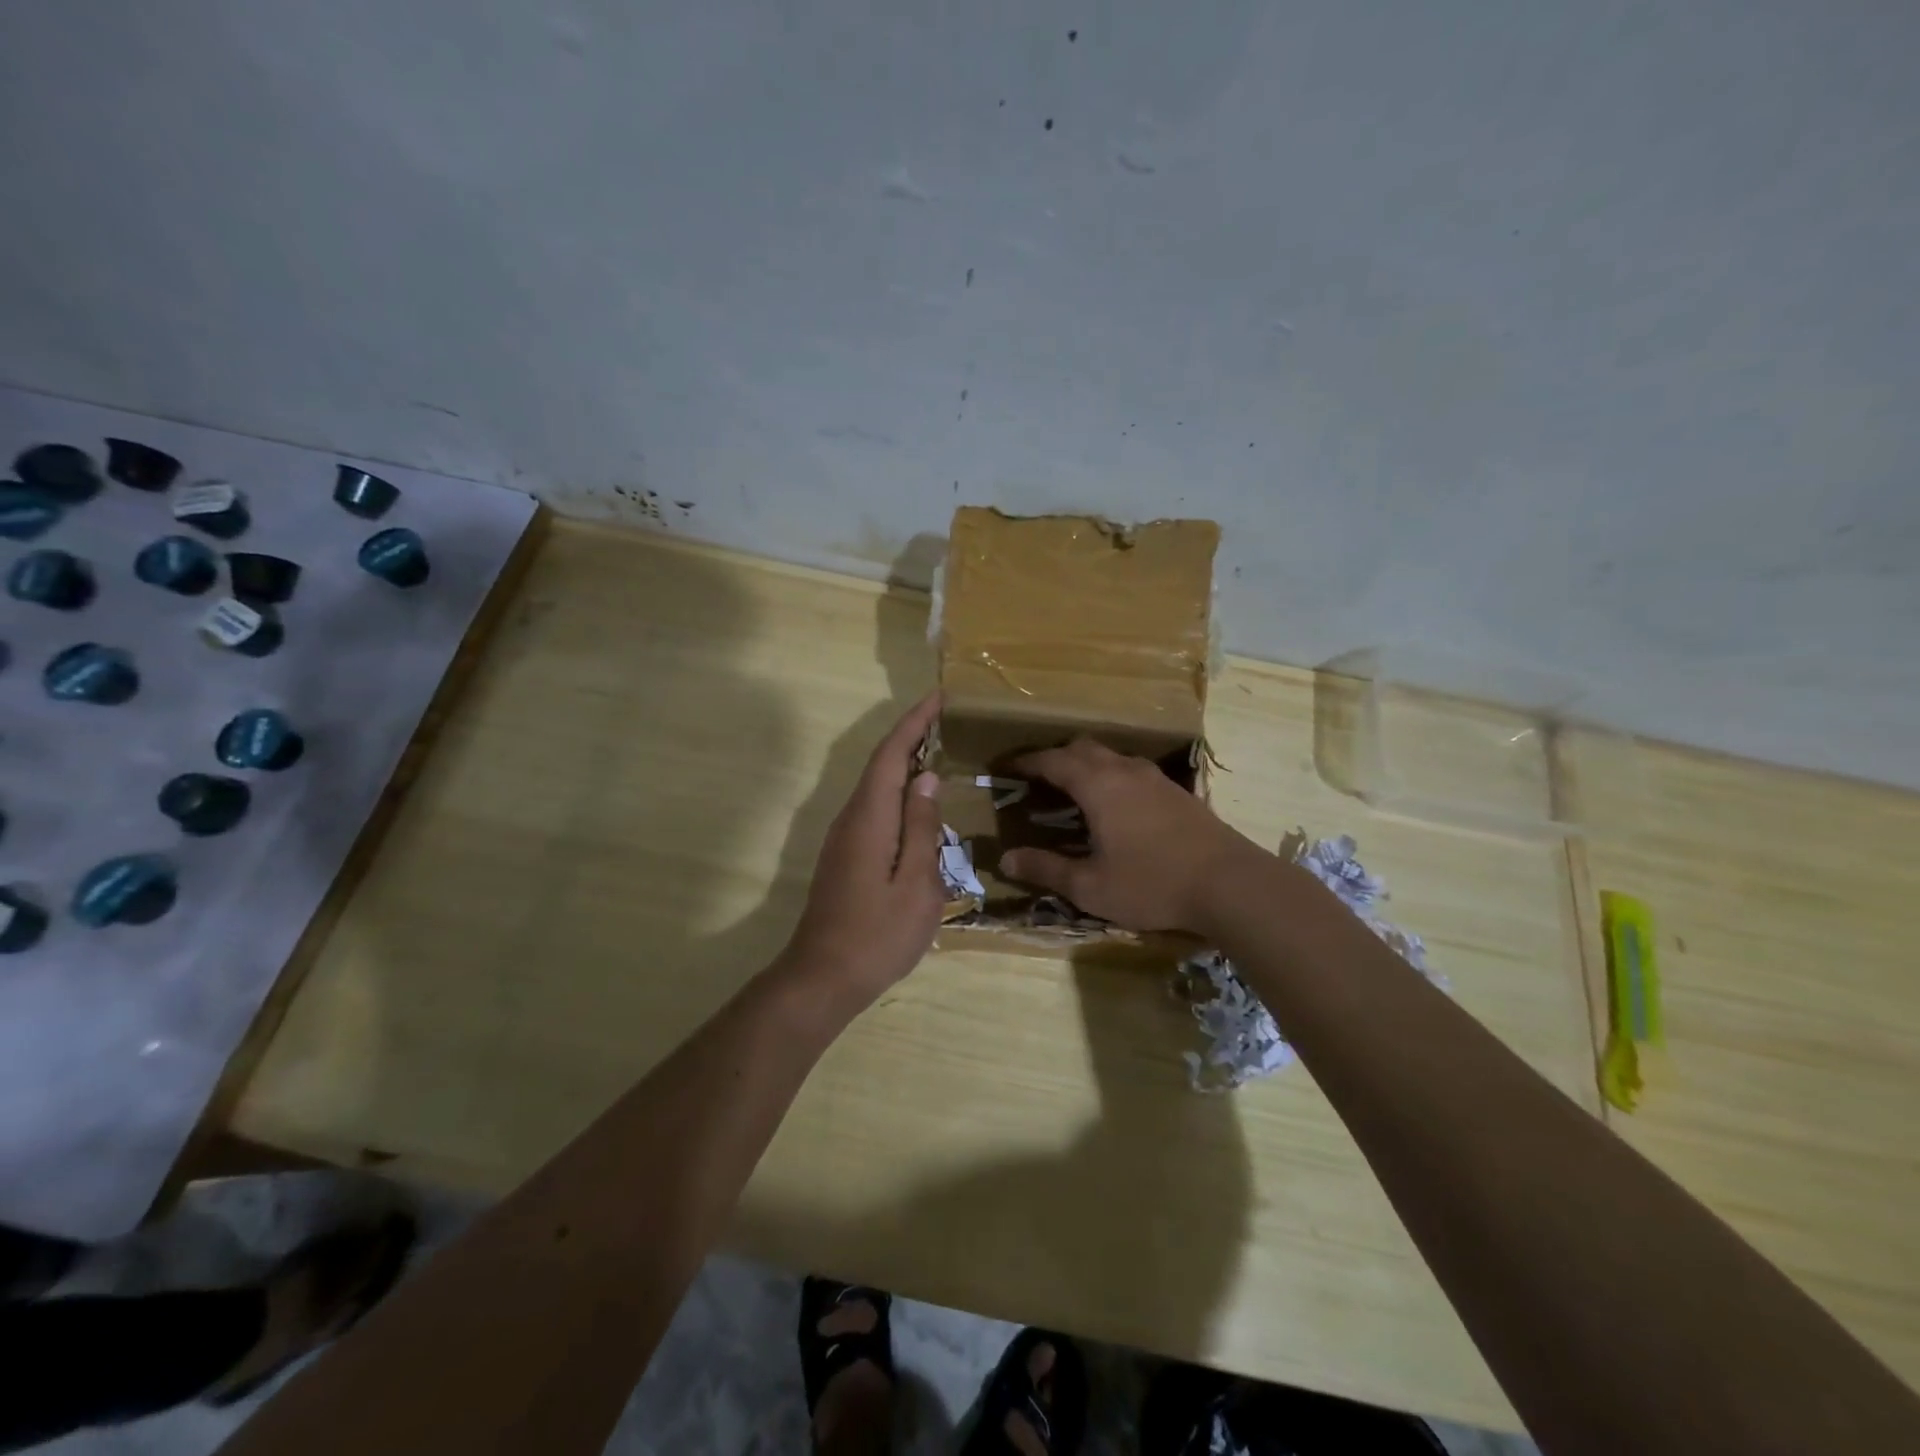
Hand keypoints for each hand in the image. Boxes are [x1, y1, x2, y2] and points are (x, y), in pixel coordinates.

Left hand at [782, 693, 945, 1006]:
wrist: (823, 978)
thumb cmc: (878, 934)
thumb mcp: (917, 884)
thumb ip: (922, 828)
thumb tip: (926, 779)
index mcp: (870, 818)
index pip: (891, 755)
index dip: (914, 723)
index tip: (938, 697)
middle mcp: (851, 818)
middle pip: (881, 765)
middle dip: (911, 737)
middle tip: (946, 722)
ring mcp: (843, 838)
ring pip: (876, 787)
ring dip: (904, 765)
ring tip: (938, 754)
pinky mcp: (844, 856)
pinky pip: (874, 809)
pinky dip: (897, 793)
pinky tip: (918, 807)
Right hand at [999, 737, 1257, 933]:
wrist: (1231, 885)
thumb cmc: (1152, 884)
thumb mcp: (1090, 886)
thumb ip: (1046, 869)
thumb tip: (1005, 859)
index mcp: (1098, 785)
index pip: (1052, 761)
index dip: (1026, 762)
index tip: (1006, 768)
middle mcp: (1125, 770)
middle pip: (1083, 749)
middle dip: (1055, 758)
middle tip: (1037, 780)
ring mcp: (1156, 779)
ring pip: (1112, 757)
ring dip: (1086, 766)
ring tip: (1073, 792)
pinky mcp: (1178, 793)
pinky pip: (1132, 772)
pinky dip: (1111, 778)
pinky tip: (1116, 808)